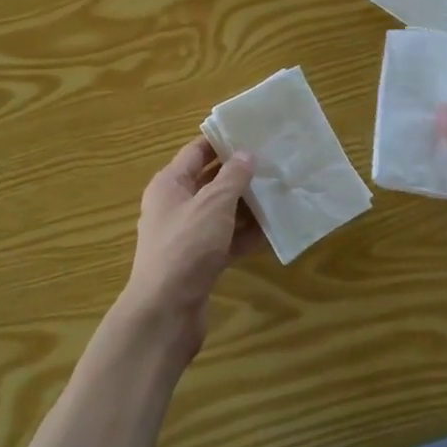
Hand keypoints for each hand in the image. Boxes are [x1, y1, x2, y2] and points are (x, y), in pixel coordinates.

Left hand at [119, 139, 260, 358]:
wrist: (165, 313)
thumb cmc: (186, 247)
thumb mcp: (213, 204)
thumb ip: (232, 177)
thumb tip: (246, 154)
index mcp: (169, 184)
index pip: (196, 151)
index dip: (223, 142)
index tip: (254, 133)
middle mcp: (175, 206)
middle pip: (210, 181)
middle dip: (241, 174)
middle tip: (275, 162)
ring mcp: (187, 236)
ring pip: (221, 212)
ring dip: (247, 206)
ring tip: (281, 193)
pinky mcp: (199, 262)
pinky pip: (226, 240)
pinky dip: (246, 235)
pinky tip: (273, 231)